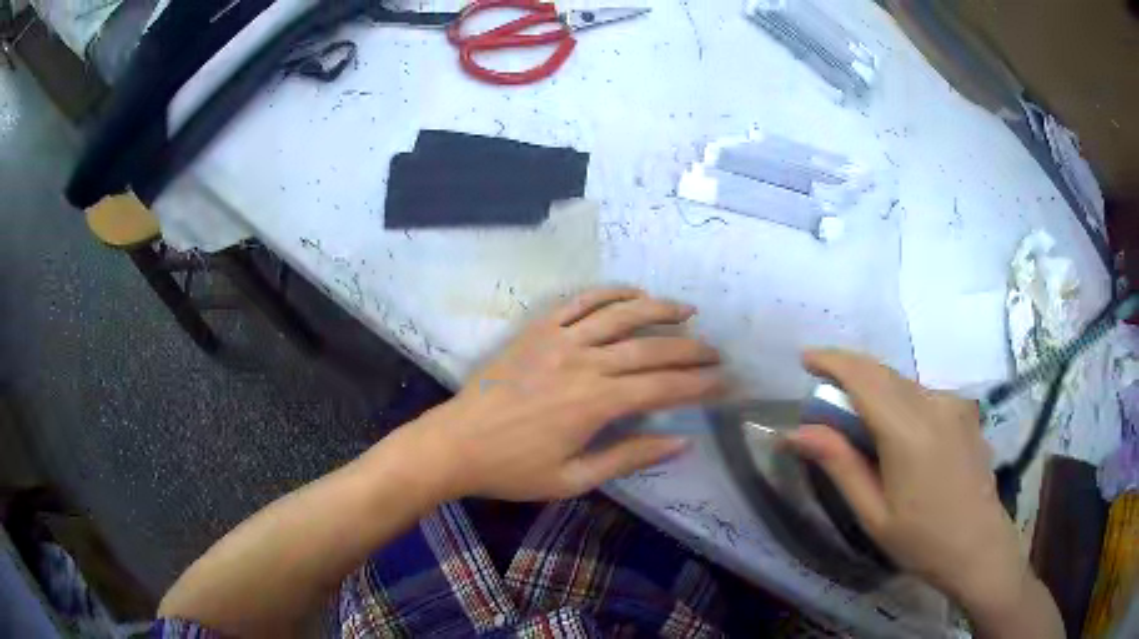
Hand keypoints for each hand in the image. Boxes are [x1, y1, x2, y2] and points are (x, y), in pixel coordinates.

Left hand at [409, 288, 724, 501]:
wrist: (455, 444)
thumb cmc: (513, 470)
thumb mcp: (573, 479)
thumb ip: (629, 457)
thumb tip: (681, 443)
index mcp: (595, 403)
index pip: (663, 388)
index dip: (699, 385)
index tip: (726, 382)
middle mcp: (584, 363)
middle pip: (650, 349)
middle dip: (691, 350)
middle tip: (717, 352)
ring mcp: (559, 339)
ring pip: (620, 315)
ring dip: (659, 310)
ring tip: (687, 311)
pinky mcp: (538, 329)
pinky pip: (580, 302)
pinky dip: (610, 293)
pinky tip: (632, 292)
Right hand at [787, 350, 1038, 622]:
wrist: (978, 545)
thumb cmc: (921, 539)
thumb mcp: (872, 513)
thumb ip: (839, 465)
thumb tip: (797, 432)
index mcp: (908, 432)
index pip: (864, 378)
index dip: (833, 361)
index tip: (805, 359)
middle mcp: (933, 404)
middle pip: (883, 372)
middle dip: (850, 370)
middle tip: (822, 388)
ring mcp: (953, 403)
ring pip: (903, 381)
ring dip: (875, 386)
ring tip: (857, 415)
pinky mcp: (964, 409)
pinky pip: (923, 393)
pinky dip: (899, 398)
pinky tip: (896, 429)